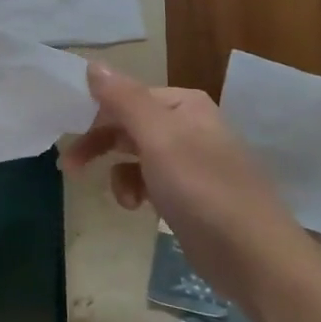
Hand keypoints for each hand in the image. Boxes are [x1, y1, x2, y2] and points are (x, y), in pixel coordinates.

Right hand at [62, 62, 309, 299]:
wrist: (255, 258)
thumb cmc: (202, 190)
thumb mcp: (159, 139)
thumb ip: (124, 100)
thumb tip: (92, 64)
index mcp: (184, 105)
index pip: (125, 97)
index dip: (94, 115)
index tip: (66, 136)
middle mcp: (188, 126)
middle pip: (129, 124)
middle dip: (99, 144)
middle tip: (69, 166)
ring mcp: (190, 162)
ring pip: (136, 155)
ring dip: (119, 173)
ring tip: (120, 198)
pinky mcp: (190, 195)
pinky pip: (150, 181)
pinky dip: (137, 190)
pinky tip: (138, 208)